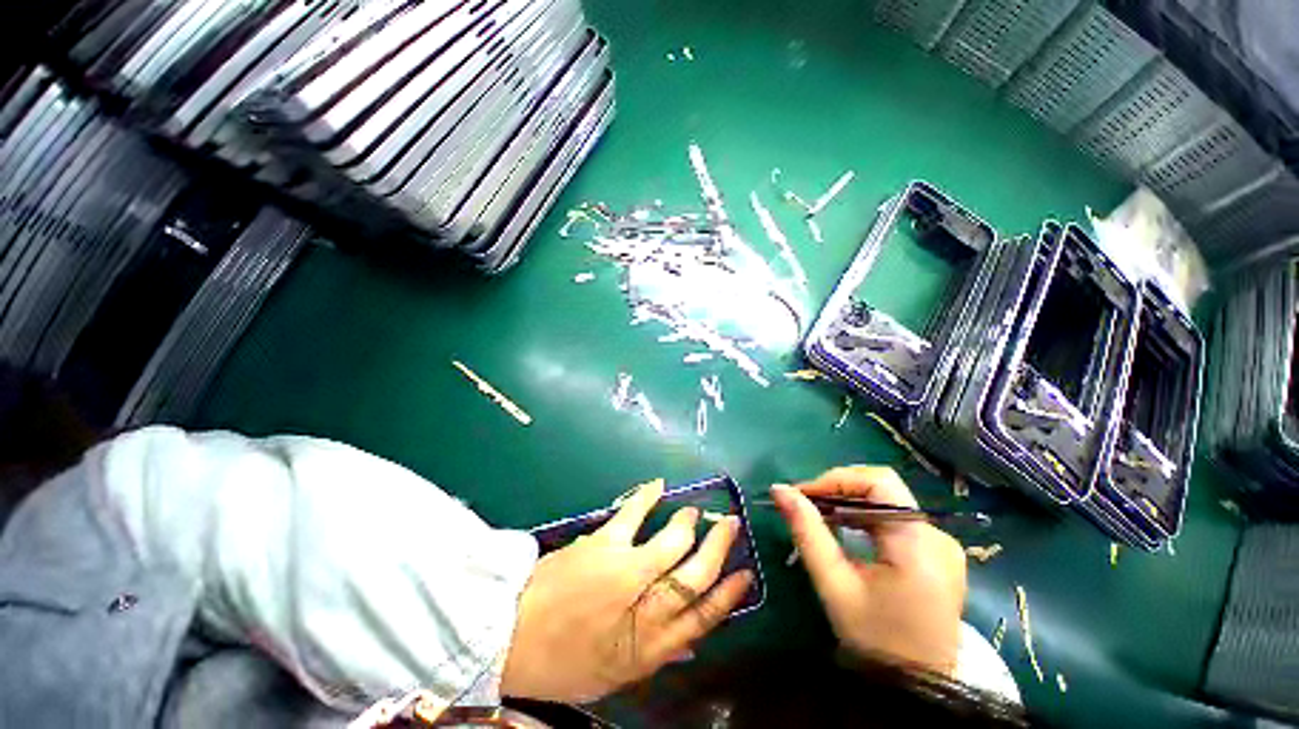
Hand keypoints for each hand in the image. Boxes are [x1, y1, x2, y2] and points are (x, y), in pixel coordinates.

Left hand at [501, 479, 753, 702]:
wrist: (509, 639)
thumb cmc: (561, 663)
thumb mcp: (612, 674)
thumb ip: (655, 655)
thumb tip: (690, 643)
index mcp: (649, 647)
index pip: (704, 617)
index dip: (729, 595)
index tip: (746, 575)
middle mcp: (645, 607)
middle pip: (696, 574)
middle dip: (719, 548)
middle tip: (731, 525)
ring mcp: (625, 569)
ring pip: (673, 542)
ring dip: (688, 523)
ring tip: (696, 511)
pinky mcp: (604, 544)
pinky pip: (633, 514)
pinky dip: (647, 497)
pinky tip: (659, 485)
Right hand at [769, 466, 966, 675]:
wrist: (918, 689)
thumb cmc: (874, 640)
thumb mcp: (834, 584)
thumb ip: (807, 531)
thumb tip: (779, 489)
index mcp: (918, 543)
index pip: (879, 482)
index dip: (837, 479)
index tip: (803, 494)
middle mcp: (937, 537)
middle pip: (883, 489)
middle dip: (839, 491)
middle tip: (806, 505)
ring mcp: (942, 545)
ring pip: (887, 502)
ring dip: (849, 504)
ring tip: (820, 518)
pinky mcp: (939, 554)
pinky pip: (896, 519)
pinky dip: (865, 519)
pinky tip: (846, 533)